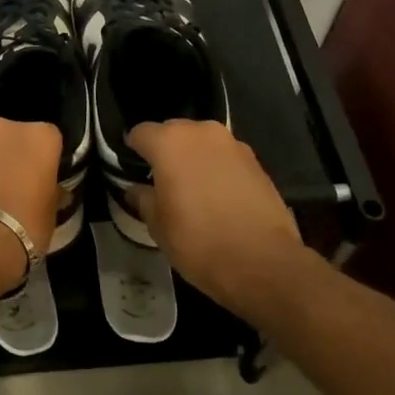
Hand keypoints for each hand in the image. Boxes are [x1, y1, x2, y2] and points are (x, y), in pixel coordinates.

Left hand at [0, 117, 63, 284]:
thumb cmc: (23, 227)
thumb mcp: (50, 215)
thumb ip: (51, 193)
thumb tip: (54, 192)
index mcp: (38, 137)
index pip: (49, 139)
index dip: (45, 160)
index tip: (42, 180)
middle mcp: (2, 129)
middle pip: (12, 138)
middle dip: (12, 157)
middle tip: (13, 188)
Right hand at [127, 119, 305, 310]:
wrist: (262, 262)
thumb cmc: (198, 241)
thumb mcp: (157, 225)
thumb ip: (143, 199)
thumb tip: (137, 189)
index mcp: (169, 142)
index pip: (140, 133)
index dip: (132, 150)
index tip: (132, 170)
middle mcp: (201, 132)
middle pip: (173, 132)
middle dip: (165, 151)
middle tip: (161, 181)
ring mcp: (233, 144)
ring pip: (202, 143)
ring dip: (193, 158)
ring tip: (191, 189)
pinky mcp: (256, 161)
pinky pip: (225, 157)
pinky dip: (217, 169)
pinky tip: (218, 196)